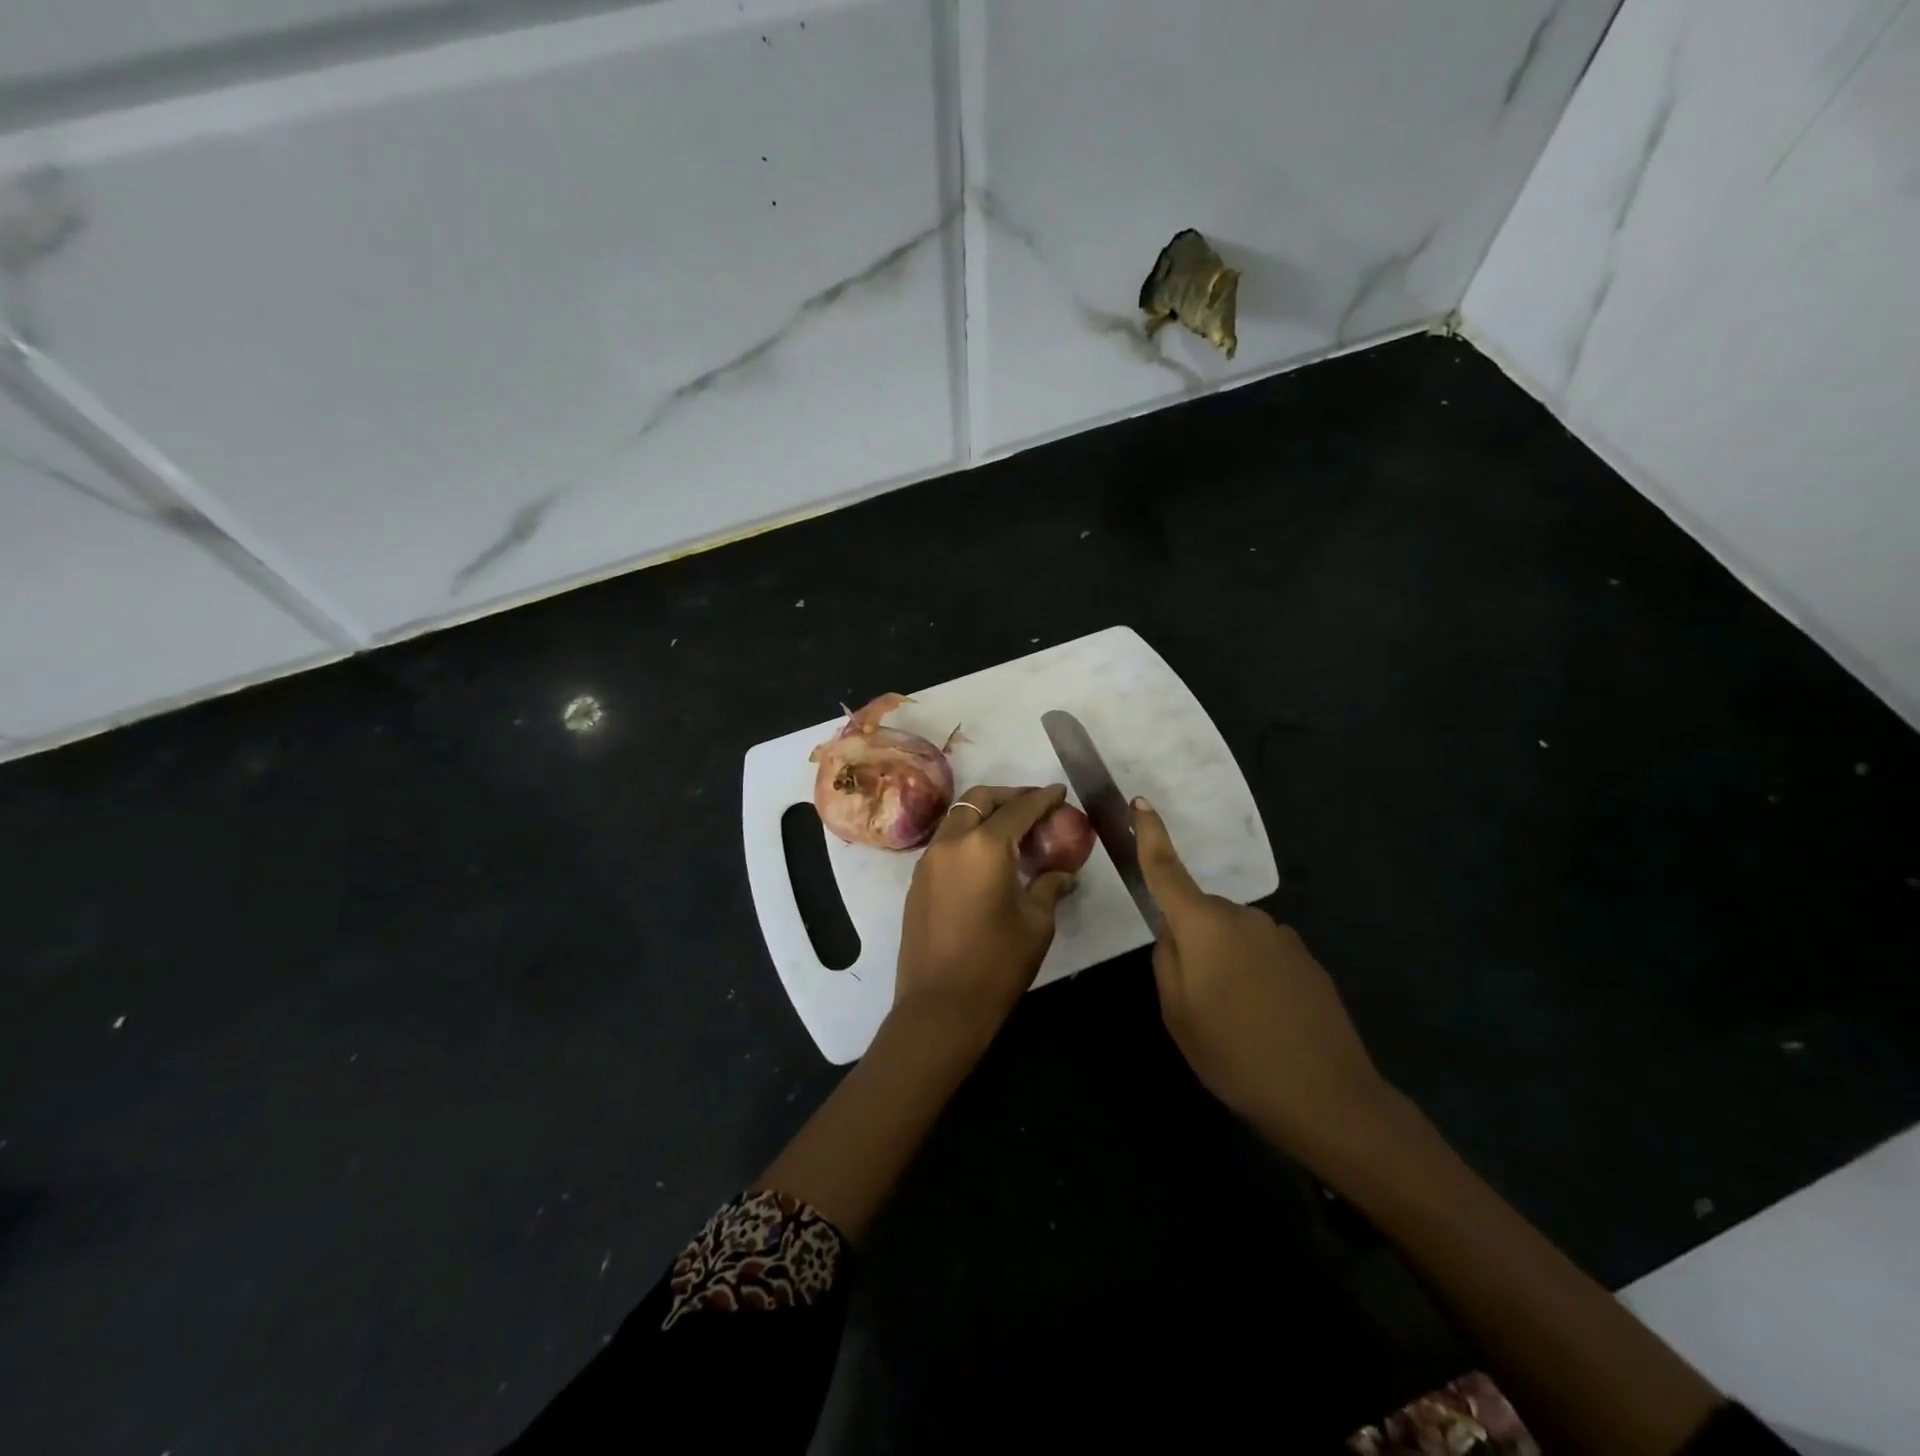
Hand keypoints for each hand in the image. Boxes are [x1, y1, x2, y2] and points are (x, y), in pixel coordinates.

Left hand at [893, 784, 1077, 1046]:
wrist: (940, 1005)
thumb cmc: (997, 963)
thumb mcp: (1036, 923)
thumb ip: (1049, 887)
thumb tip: (1063, 874)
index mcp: (984, 846)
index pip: (1019, 809)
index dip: (1043, 798)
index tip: (1059, 792)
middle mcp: (951, 842)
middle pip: (979, 800)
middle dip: (1009, 795)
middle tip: (1034, 805)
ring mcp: (928, 860)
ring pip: (958, 818)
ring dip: (985, 814)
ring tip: (1012, 830)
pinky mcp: (917, 881)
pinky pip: (946, 842)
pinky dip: (967, 836)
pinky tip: (987, 858)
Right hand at [1133, 797, 1391, 1154]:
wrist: (1328, 1096)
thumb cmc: (1235, 1053)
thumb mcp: (1178, 1013)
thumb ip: (1167, 961)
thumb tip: (1174, 933)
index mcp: (1204, 926)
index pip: (1168, 870)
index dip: (1151, 835)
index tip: (1140, 802)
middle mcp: (1243, 918)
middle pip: (1201, 915)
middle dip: (1192, 942)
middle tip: (1197, 998)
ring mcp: (1281, 937)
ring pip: (1233, 937)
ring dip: (1226, 963)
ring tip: (1235, 1020)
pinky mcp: (1307, 960)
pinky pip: (1263, 955)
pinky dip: (1255, 977)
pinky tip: (1267, 1022)